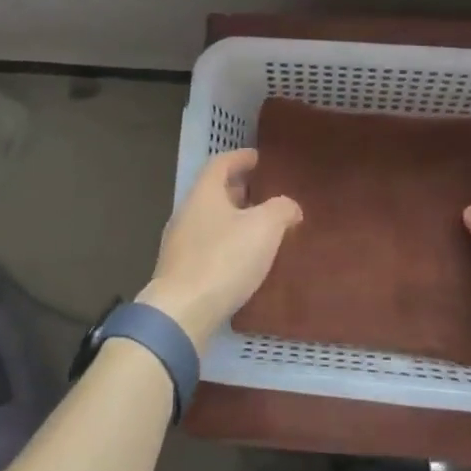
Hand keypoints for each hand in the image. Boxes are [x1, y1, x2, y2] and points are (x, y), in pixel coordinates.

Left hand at [141, 150, 302, 347]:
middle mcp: (187, 212)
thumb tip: (290, 207)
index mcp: (204, 193)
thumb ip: (281, 209)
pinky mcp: (180, 271)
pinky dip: (226, 244)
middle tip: (263, 193)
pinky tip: (243, 260)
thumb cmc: (224, 259)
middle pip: (214, 192)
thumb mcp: (265, 227)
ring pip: (210, 220)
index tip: (258, 158)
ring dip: (233, 219)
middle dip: (238, 190)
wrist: (181, 312)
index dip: (240, 158)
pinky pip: (207, 246)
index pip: (220, 163)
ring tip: (259, 228)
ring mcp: (180, 243)